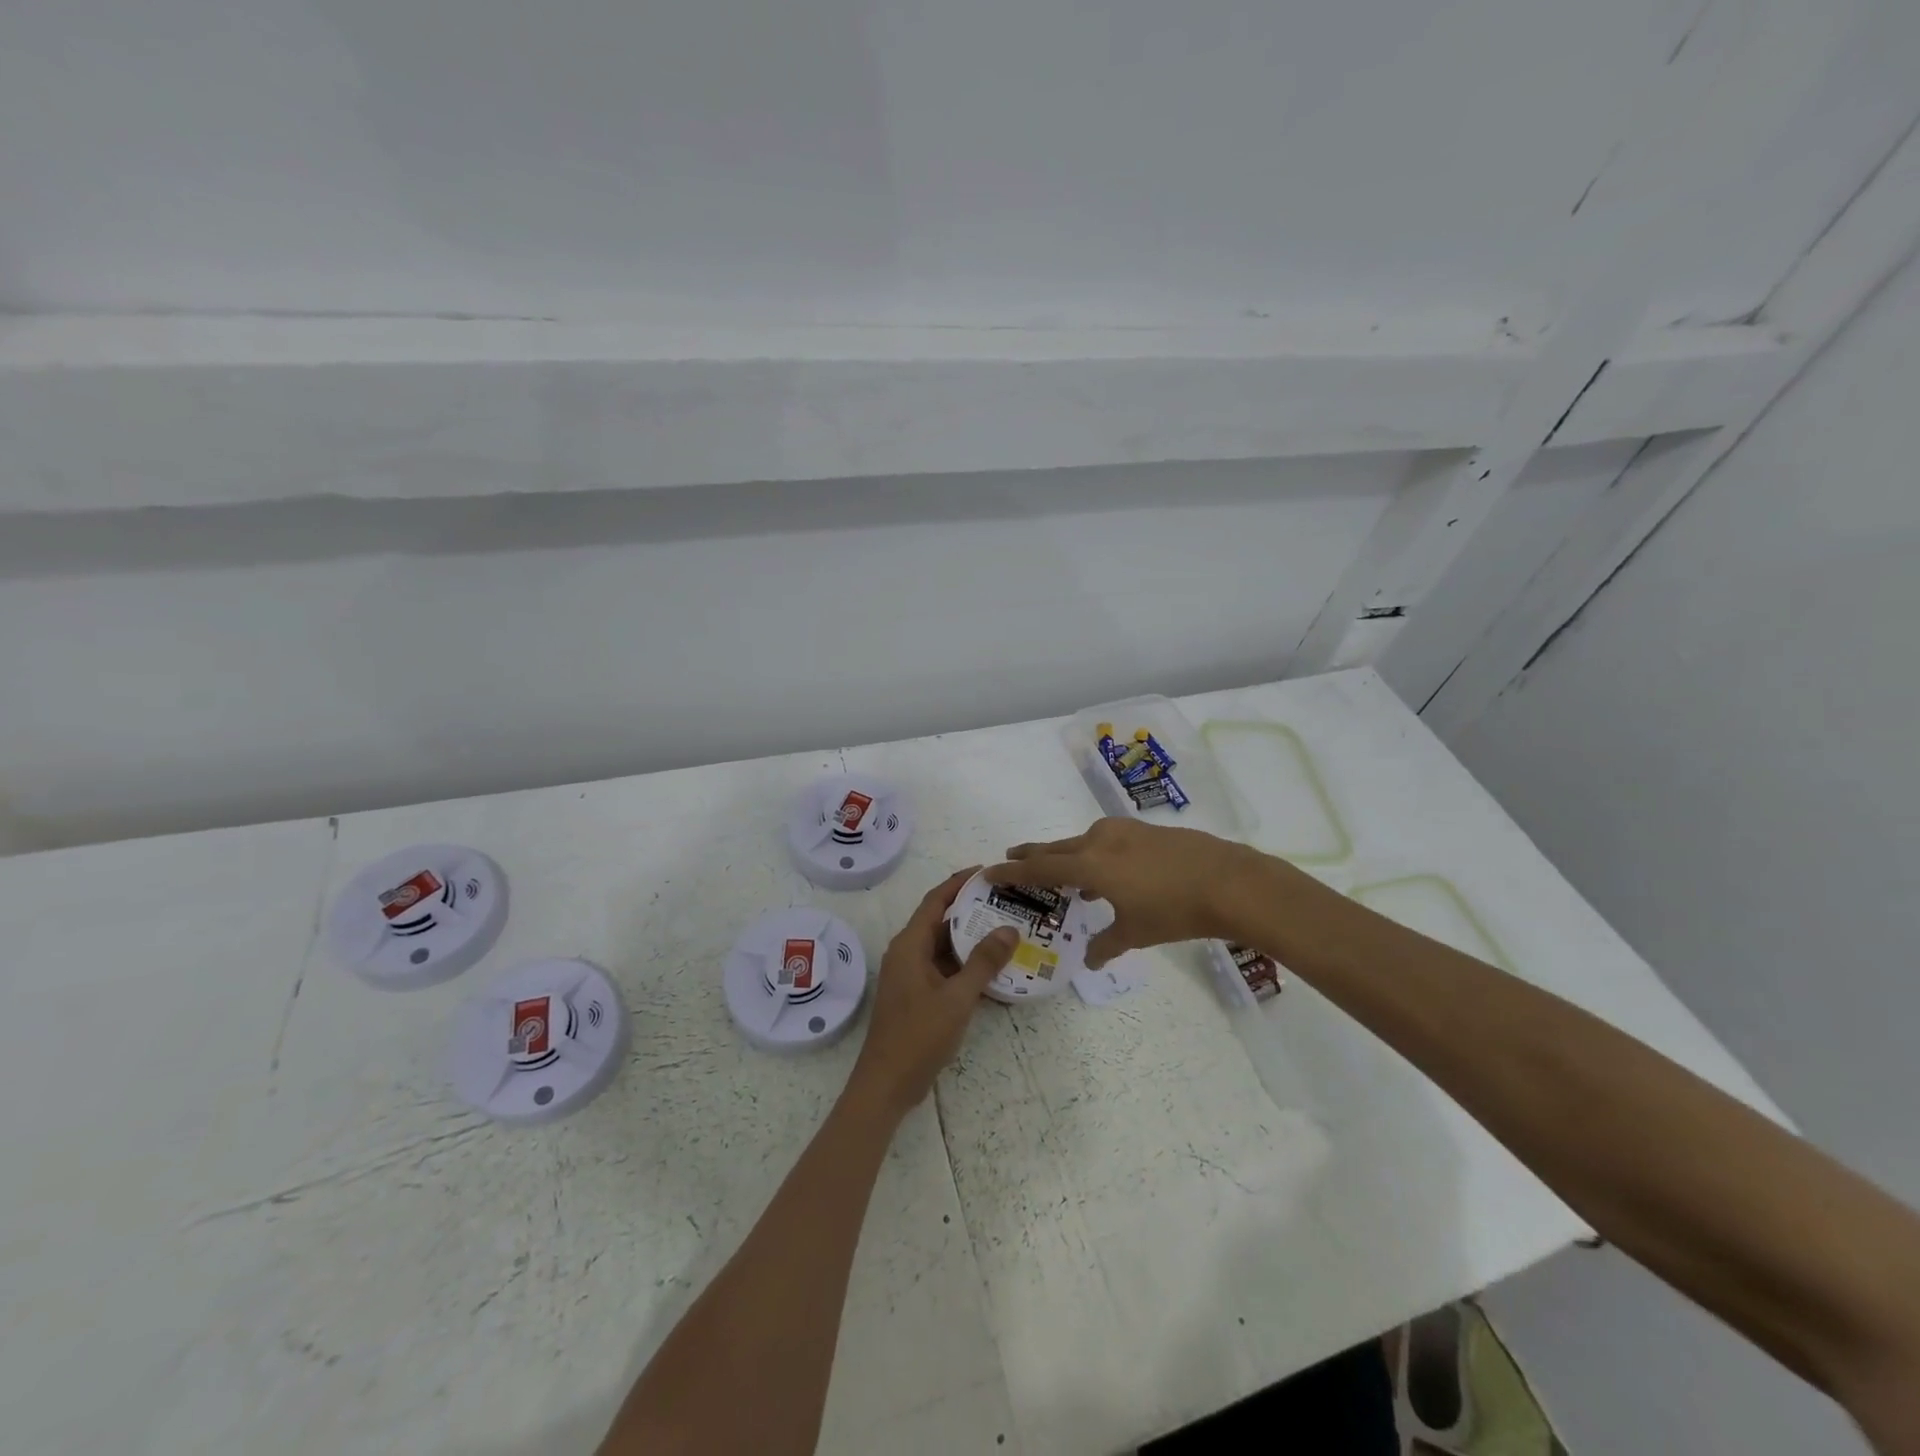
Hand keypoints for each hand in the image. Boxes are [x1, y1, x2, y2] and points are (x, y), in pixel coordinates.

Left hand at [849, 868, 1019, 1116]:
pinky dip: (966, 966)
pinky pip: (945, 970)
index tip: (987, 871)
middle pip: (941, 921)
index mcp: (910, 945)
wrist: (887, 1085)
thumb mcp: (957, 998)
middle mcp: (908, 953)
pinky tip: (995, 971)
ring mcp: (911, 976)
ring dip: (971, 940)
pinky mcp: (917, 996)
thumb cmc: (918, 1036)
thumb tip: (1009, 929)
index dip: (959, 882)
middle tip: (1006, 902)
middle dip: (972, 910)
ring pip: (944, 947)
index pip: (936, 900)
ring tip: (1007, 931)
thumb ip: (983, 962)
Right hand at [986, 818, 1270, 967]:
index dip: (1013, 872)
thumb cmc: (1174, 910)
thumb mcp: (1136, 932)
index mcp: (1090, 863)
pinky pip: (1108, 842)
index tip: (989, 870)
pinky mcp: (1146, 831)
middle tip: (1013, 858)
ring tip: (1064, 874)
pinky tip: (1109, 874)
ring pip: (1084, 843)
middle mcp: (1101, 840)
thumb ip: (1107, 944)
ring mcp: (1125, 831)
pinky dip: (1096, 856)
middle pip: (1057, 847)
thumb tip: (1092, 959)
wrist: (1228, 881)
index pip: (1040, 868)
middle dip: (1033, 855)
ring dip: (1069, 857)